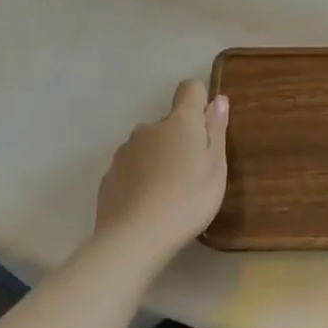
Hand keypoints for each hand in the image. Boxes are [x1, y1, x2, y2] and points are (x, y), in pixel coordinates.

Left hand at [95, 79, 228, 266]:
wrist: (133, 239)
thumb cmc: (187, 200)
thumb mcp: (216, 167)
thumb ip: (216, 130)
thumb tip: (219, 99)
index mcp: (180, 121)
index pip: (190, 88)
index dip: (199, 101)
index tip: (206, 126)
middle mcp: (149, 127)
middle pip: (169, 122)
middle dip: (180, 138)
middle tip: (192, 172)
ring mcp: (125, 151)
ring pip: (148, 145)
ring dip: (159, 158)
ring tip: (168, 193)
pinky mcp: (108, 176)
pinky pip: (131, 167)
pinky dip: (140, 178)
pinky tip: (147, 205)